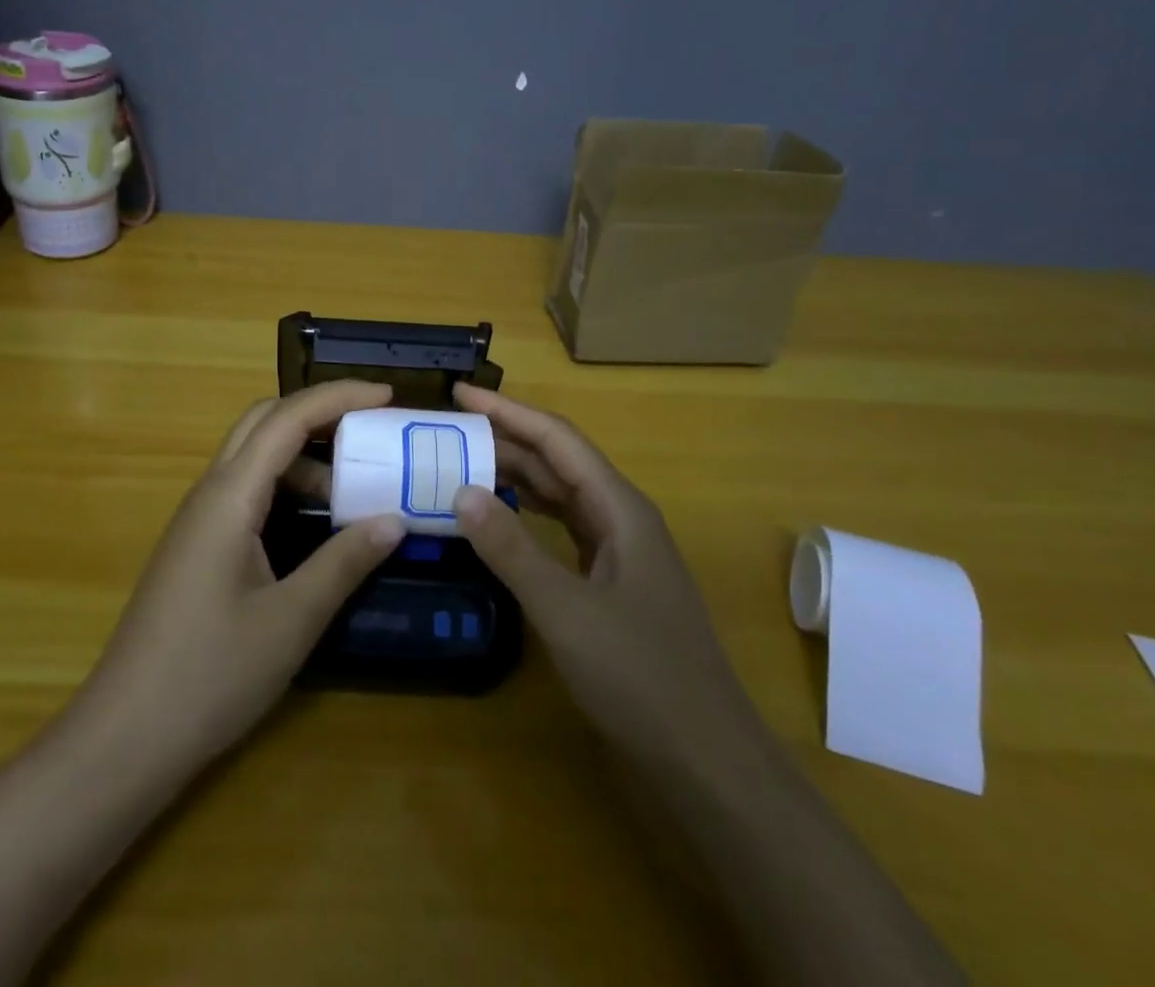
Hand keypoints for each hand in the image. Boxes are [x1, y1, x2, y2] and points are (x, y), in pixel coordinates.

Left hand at [75, 380, 405, 772]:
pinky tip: (313, 522)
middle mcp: (209, 493)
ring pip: (253, 456)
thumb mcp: (292, 620)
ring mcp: (198, 519)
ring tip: (352, 487)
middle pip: (263, 422)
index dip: (339, 397)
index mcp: (229, 496)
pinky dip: (285, 485)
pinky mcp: (197, 546)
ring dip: (303, 455)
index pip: (287, 419)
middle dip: (319, 412)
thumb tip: (394, 520)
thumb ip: (344, 562)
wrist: (124, 737)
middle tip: (372, 428)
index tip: (388, 396)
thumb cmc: (210, 675)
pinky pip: (245, 490)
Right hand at [451, 383, 750, 764]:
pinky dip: (527, 517)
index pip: (557, 439)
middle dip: (505, 440)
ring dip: (515, 477)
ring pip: (561, 496)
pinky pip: (563, 530)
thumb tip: (461, 490)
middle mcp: (621, 517)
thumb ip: (512, 549)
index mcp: (619, 508)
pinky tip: (499, 520)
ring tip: (462, 464)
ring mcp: (620, 551)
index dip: (508, 411)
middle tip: (447, 432)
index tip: (460, 394)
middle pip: (558, 462)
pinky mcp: (612, 582)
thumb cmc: (641, 676)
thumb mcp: (565, 611)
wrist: (707, 759)